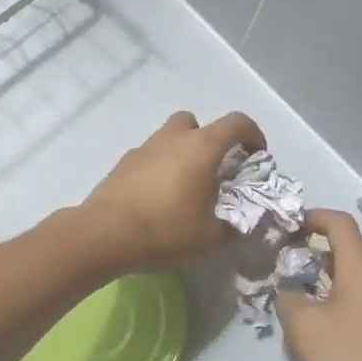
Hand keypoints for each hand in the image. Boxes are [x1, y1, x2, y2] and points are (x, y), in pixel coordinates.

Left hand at [81, 110, 265, 270]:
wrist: (105, 234)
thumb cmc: (165, 230)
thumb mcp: (208, 238)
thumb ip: (228, 226)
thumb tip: (235, 225)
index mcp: (201, 148)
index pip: (237, 123)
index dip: (253, 134)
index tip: (256, 156)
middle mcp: (173, 139)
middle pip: (195, 123)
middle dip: (207, 140)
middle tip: (212, 169)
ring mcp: (144, 148)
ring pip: (168, 138)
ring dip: (180, 154)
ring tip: (183, 187)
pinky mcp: (122, 163)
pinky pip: (148, 157)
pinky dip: (157, 169)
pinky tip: (156, 199)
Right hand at [278, 210, 361, 360]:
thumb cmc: (350, 357)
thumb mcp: (303, 328)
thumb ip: (287, 300)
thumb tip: (287, 291)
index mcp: (360, 267)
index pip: (340, 223)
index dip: (314, 218)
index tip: (289, 227)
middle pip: (355, 243)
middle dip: (325, 243)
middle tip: (297, 257)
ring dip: (334, 269)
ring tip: (306, 287)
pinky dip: (345, 290)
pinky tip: (326, 316)